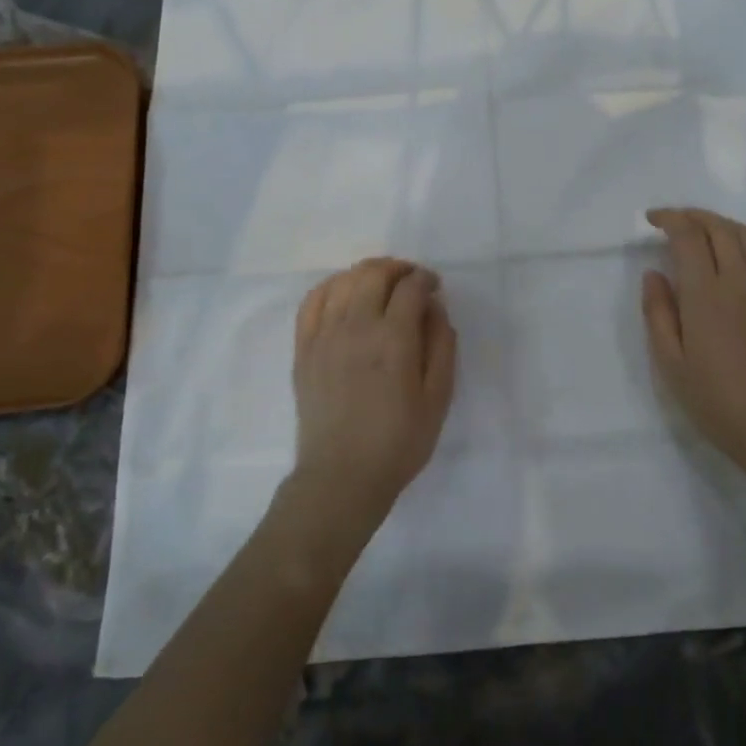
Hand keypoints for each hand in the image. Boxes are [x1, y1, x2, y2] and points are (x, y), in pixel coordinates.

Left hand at [291, 257, 457, 524]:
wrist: (342, 476)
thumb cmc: (399, 441)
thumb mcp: (438, 398)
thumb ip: (442, 345)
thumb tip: (434, 308)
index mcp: (394, 339)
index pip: (411, 287)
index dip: (426, 279)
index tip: (434, 287)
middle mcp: (357, 327)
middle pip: (374, 273)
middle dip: (398, 268)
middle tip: (411, 280)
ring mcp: (324, 335)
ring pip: (344, 281)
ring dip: (367, 272)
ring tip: (381, 283)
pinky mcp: (304, 348)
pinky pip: (313, 300)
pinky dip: (331, 286)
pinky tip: (344, 292)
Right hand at [642, 208, 745, 483]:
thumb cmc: (714, 399)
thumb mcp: (669, 362)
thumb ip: (658, 312)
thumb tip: (654, 274)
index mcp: (706, 294)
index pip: (688, 237)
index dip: (669, 219)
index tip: (652, 220)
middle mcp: (741, 282)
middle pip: (720, 228)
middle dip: (694, 216)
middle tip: (674, 220)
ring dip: (723, 224)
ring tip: (705, 229)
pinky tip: (743, 251)